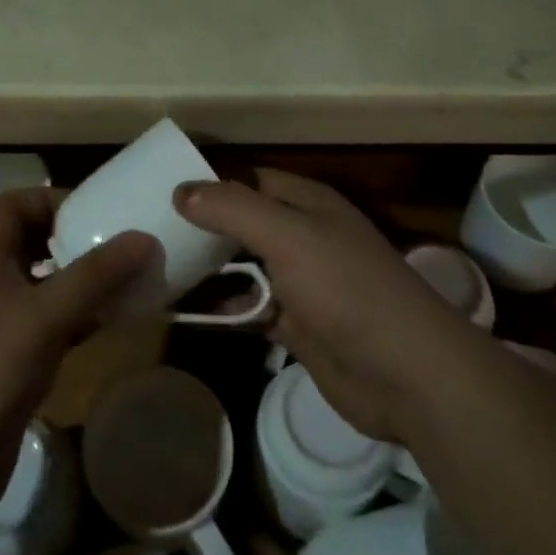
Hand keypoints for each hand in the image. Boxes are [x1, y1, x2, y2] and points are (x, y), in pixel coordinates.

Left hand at [0, 188, 156, 526]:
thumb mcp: (44, 318)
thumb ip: (95, 277)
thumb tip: (145, 238)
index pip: (12, 205)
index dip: (49, 199)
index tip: (93, 213)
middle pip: (30, 243)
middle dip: (72, 239)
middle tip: (117, 246)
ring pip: (42, 286)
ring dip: (79, 281)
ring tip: (125, 281)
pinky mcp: (8, 364)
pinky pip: (48, 326)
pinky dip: (77, 319)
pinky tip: (110, 325)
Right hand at [175, 170, 474, 443]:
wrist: (407, 374)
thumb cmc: (347, 289)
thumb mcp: (289, 236)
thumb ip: (234, 209)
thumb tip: (181, 190)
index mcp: (307, 203)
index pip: (249, 180)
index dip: (210, 182)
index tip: (161, 189)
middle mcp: (303, 236)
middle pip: (243, 224)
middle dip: (202, 228)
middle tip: (147, 231)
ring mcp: (300, 283)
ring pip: (243, 268)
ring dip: (207, 270)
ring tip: (154, 270)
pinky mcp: (297, 327)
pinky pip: (249, 309)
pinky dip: (221, 309)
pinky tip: (183, 312)